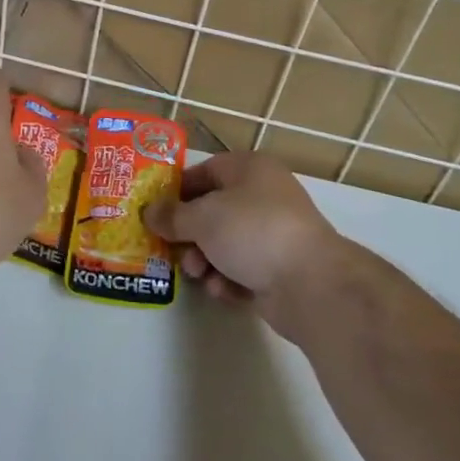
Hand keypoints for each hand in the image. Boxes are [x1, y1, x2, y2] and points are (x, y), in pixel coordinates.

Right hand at [142, 152, 348, 334]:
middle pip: (214, 210)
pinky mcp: (279, 269)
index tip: (155, 211)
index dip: (178, 190)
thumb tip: (149, 212)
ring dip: (205, 259)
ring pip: (226, 243)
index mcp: (250, 169)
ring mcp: (274, 234)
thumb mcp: (203, 217)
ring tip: (198, 274)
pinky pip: (243, 269)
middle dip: (190, 233)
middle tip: (172, 249)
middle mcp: (264, 196)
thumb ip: (172, 216)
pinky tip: (222, 290)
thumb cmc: (252, 231)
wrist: (310, 283)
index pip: (206, 171)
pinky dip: (228, 279)